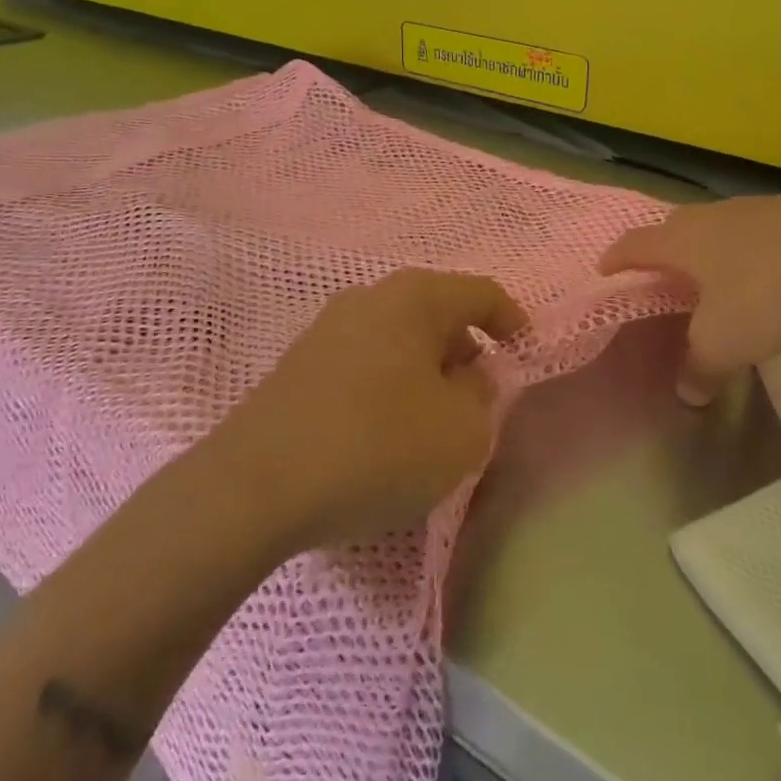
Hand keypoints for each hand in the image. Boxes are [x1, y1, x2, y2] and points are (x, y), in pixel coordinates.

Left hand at [210, 269, 527, 550]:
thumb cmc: (378, 446)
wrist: (256, 486)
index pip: (482, 293)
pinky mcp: (298, 365)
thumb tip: (470, 377)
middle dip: (466, 352)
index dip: (513, 323)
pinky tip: (383, 432)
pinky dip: (388, 386)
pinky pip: (364, 363)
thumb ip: (483, 395)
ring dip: (425, 372)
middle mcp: (369, 298)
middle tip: (478, 400)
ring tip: (432, 421)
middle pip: (437, 314)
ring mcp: (326, 329)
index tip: (524, 358)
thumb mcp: (462, 430)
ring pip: (398, 340)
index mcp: (415, 297)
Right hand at [600, 184, 780, 404]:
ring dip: (707, 255)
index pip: (633, 245)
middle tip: (658, 280)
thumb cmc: (767, 288)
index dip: (615, 259)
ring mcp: (753, 212)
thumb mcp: (725, 341)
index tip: (604, 271)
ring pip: (715, 232)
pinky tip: (762, 280)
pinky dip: (745, 257)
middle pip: (672, 231)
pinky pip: (752, 237)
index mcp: (681, 240)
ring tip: (710, 283)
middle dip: (661, 254)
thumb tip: (687, 393)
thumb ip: (700, 367)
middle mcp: (710, 217)